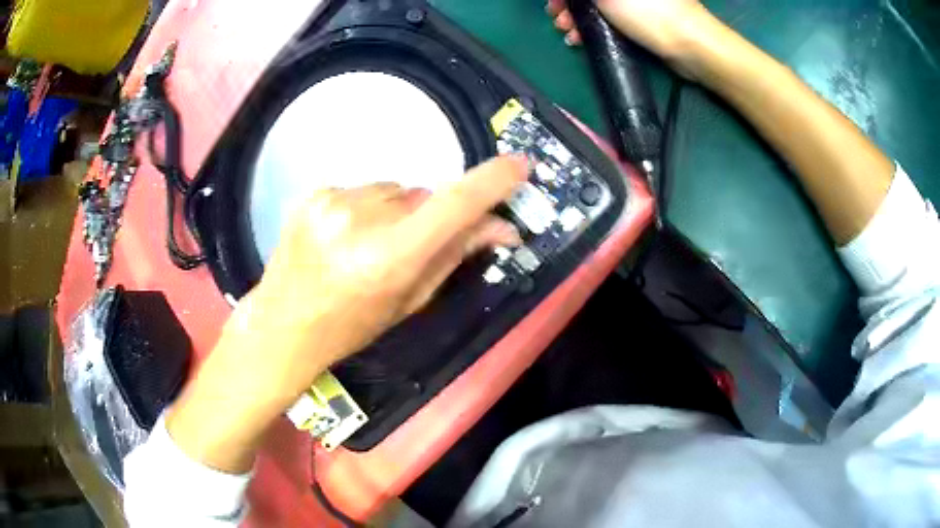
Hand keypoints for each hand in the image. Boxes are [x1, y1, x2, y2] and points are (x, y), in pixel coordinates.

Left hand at [167, 156, 528, 472]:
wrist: (283, 323)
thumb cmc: (351, 325)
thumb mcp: (410, 300)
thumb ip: (455, 254)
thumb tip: (501, 227)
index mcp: (390, 255)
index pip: (454, 204)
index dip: (492, 182)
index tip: (519, 167)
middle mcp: (362, 219)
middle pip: (422, 195)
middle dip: (428, 215)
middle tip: (408, 245)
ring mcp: (333, 200)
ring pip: (391, 190)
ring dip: (393, 210)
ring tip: (365, 245)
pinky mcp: (314, 192)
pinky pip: (360, 191)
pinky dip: (363, 208)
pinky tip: (343, 237)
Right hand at [546, 0, 713, 79]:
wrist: (689, 45)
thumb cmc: (648, 11)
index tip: (555, 3)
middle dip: (568, 3)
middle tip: (557, 17)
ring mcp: (636, 1)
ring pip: (597, 4)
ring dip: (577, 17)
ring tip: (568, 32)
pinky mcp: (641, 17)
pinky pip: (609, 17)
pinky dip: (593, 25)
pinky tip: (582, 39)